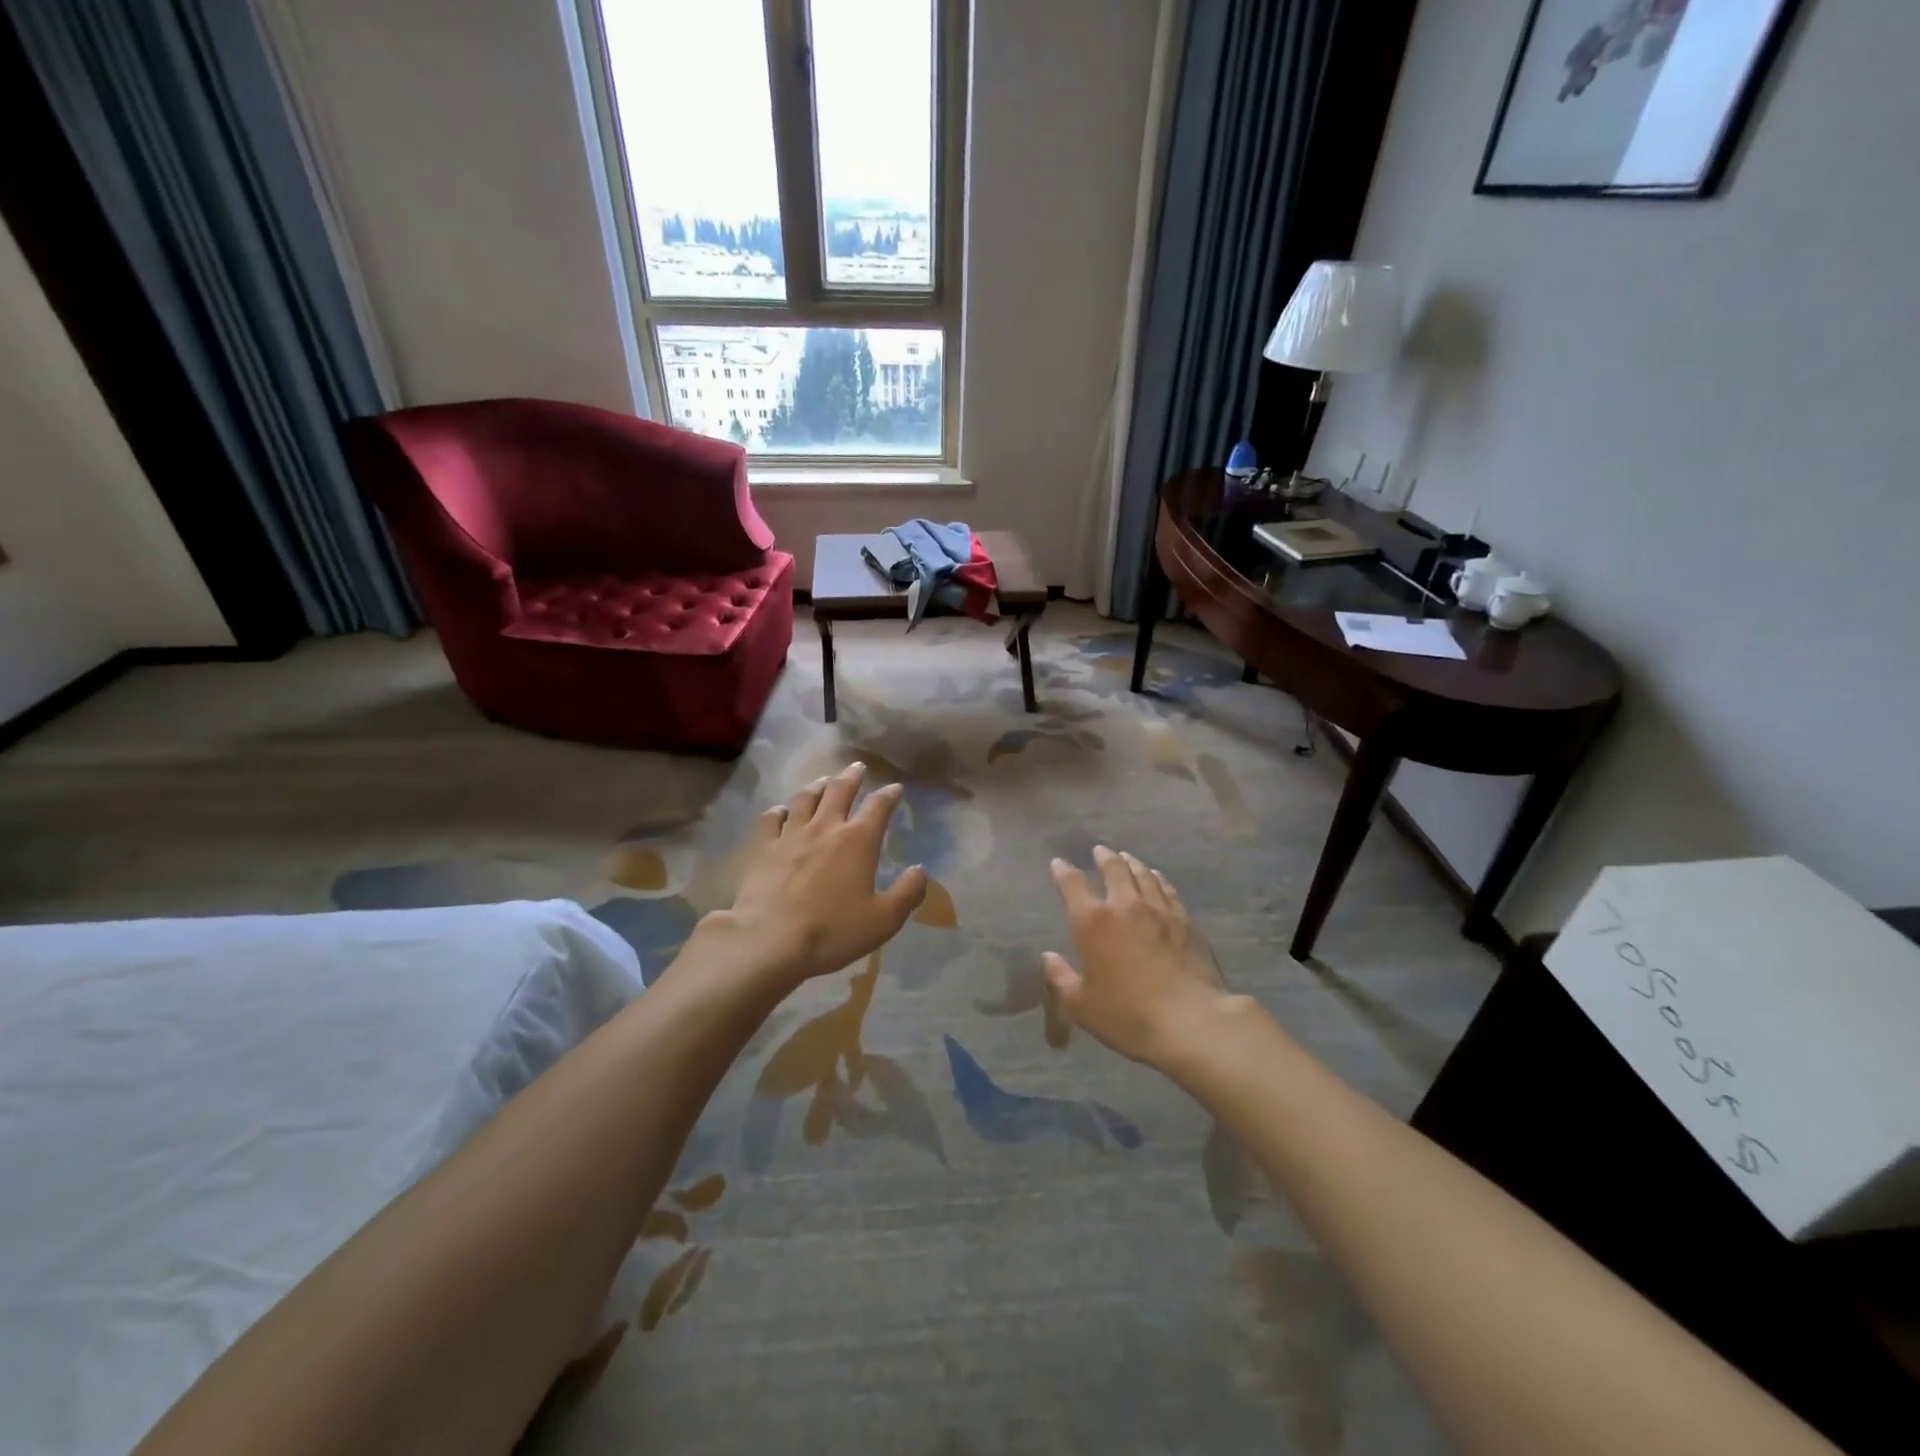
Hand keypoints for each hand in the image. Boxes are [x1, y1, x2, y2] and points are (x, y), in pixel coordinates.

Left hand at [718, 762, 927, 987]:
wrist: (769, 940)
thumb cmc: (832, 931)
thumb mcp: (884, 920)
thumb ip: (907, 893)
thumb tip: (920, 870)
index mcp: (858, 841)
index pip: (879, 807)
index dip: (889, 795)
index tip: (895, 788)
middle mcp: (825, 827)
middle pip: (840, 790)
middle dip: (852, 776)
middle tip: (858, 767)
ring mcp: (790, 835)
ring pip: (805, 798)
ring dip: (818, 786)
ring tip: (824, 781)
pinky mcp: (762, 848)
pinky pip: (771, 819)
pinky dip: (779, 811)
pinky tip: (781, 811)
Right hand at [1042, 847, 1230, 1066]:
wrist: (1190, 1021)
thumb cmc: (1127, 1015)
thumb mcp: (1081, 1005)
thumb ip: (1061, 978)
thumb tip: (1048, 957)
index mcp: (1093, 922)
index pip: (1072, 884)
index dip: (1063, 871)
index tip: (1058, 864)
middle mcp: (1124, 906)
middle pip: (1114, 869)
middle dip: (1104, 857)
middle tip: (1099, 851)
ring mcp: (1158, 910)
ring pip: (1143, 874)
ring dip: (1131, 863)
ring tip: (1126, 858)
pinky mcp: (1185, 921)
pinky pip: (1167, 889)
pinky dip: (1158, 879)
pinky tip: (1157, 878)